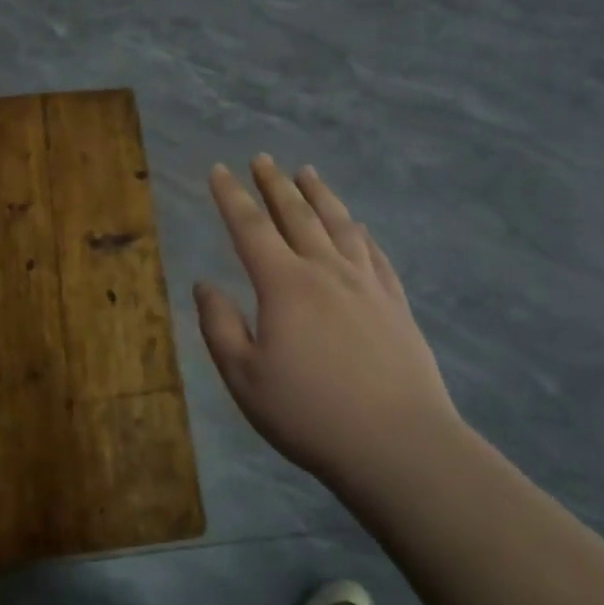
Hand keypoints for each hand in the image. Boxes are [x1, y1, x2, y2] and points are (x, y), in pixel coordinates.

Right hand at [194, 156, 460, 491]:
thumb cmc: (310, 414)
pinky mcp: (395, 304)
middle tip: (262, 159)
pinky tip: (357, 227)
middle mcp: (325, 271)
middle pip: (296, 215)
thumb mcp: (244, 377)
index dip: (231, 196)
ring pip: (339, 225)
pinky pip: (374, 254)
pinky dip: (359, 233)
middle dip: (274, 184)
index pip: (250, 228)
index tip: (218, 169)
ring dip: (320, 195)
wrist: (399, 445)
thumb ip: (219, 326)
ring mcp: (366, 284)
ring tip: (307, 173)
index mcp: (284, 285)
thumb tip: (204, 285)